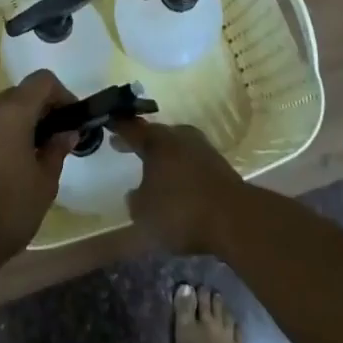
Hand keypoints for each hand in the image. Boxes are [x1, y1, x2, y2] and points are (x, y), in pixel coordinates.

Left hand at [0, 71, 77, 260]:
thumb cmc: (9, 207)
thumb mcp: (45, 181)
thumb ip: (56, 150)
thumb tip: (67, 133)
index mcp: (11, 112)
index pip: (41, 81)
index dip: (62, 93)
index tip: (73, 119)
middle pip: (19, 94)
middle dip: (41, 109)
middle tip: (58, 138)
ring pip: (0, 112)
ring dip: (20, 123)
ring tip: (35, 154)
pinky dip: (2, 136)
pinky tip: (11, 166)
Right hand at [109, 118, 247, 255]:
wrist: (234, 219)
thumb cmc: (180, 211)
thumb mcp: (144, 213)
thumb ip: (135, 200)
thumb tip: (136, 193)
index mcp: (157, 142)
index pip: (132, 129)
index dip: (119, 127)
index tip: (108, 123)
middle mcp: (179, 137)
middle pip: (157, 135)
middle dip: (142, 141)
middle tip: (128, 146)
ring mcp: (203, 149)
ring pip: (176, 147)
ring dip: (165, 156)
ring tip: (154, 169)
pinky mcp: (220, 166)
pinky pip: (192, 161)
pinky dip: (181, 169)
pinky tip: (178, 184)